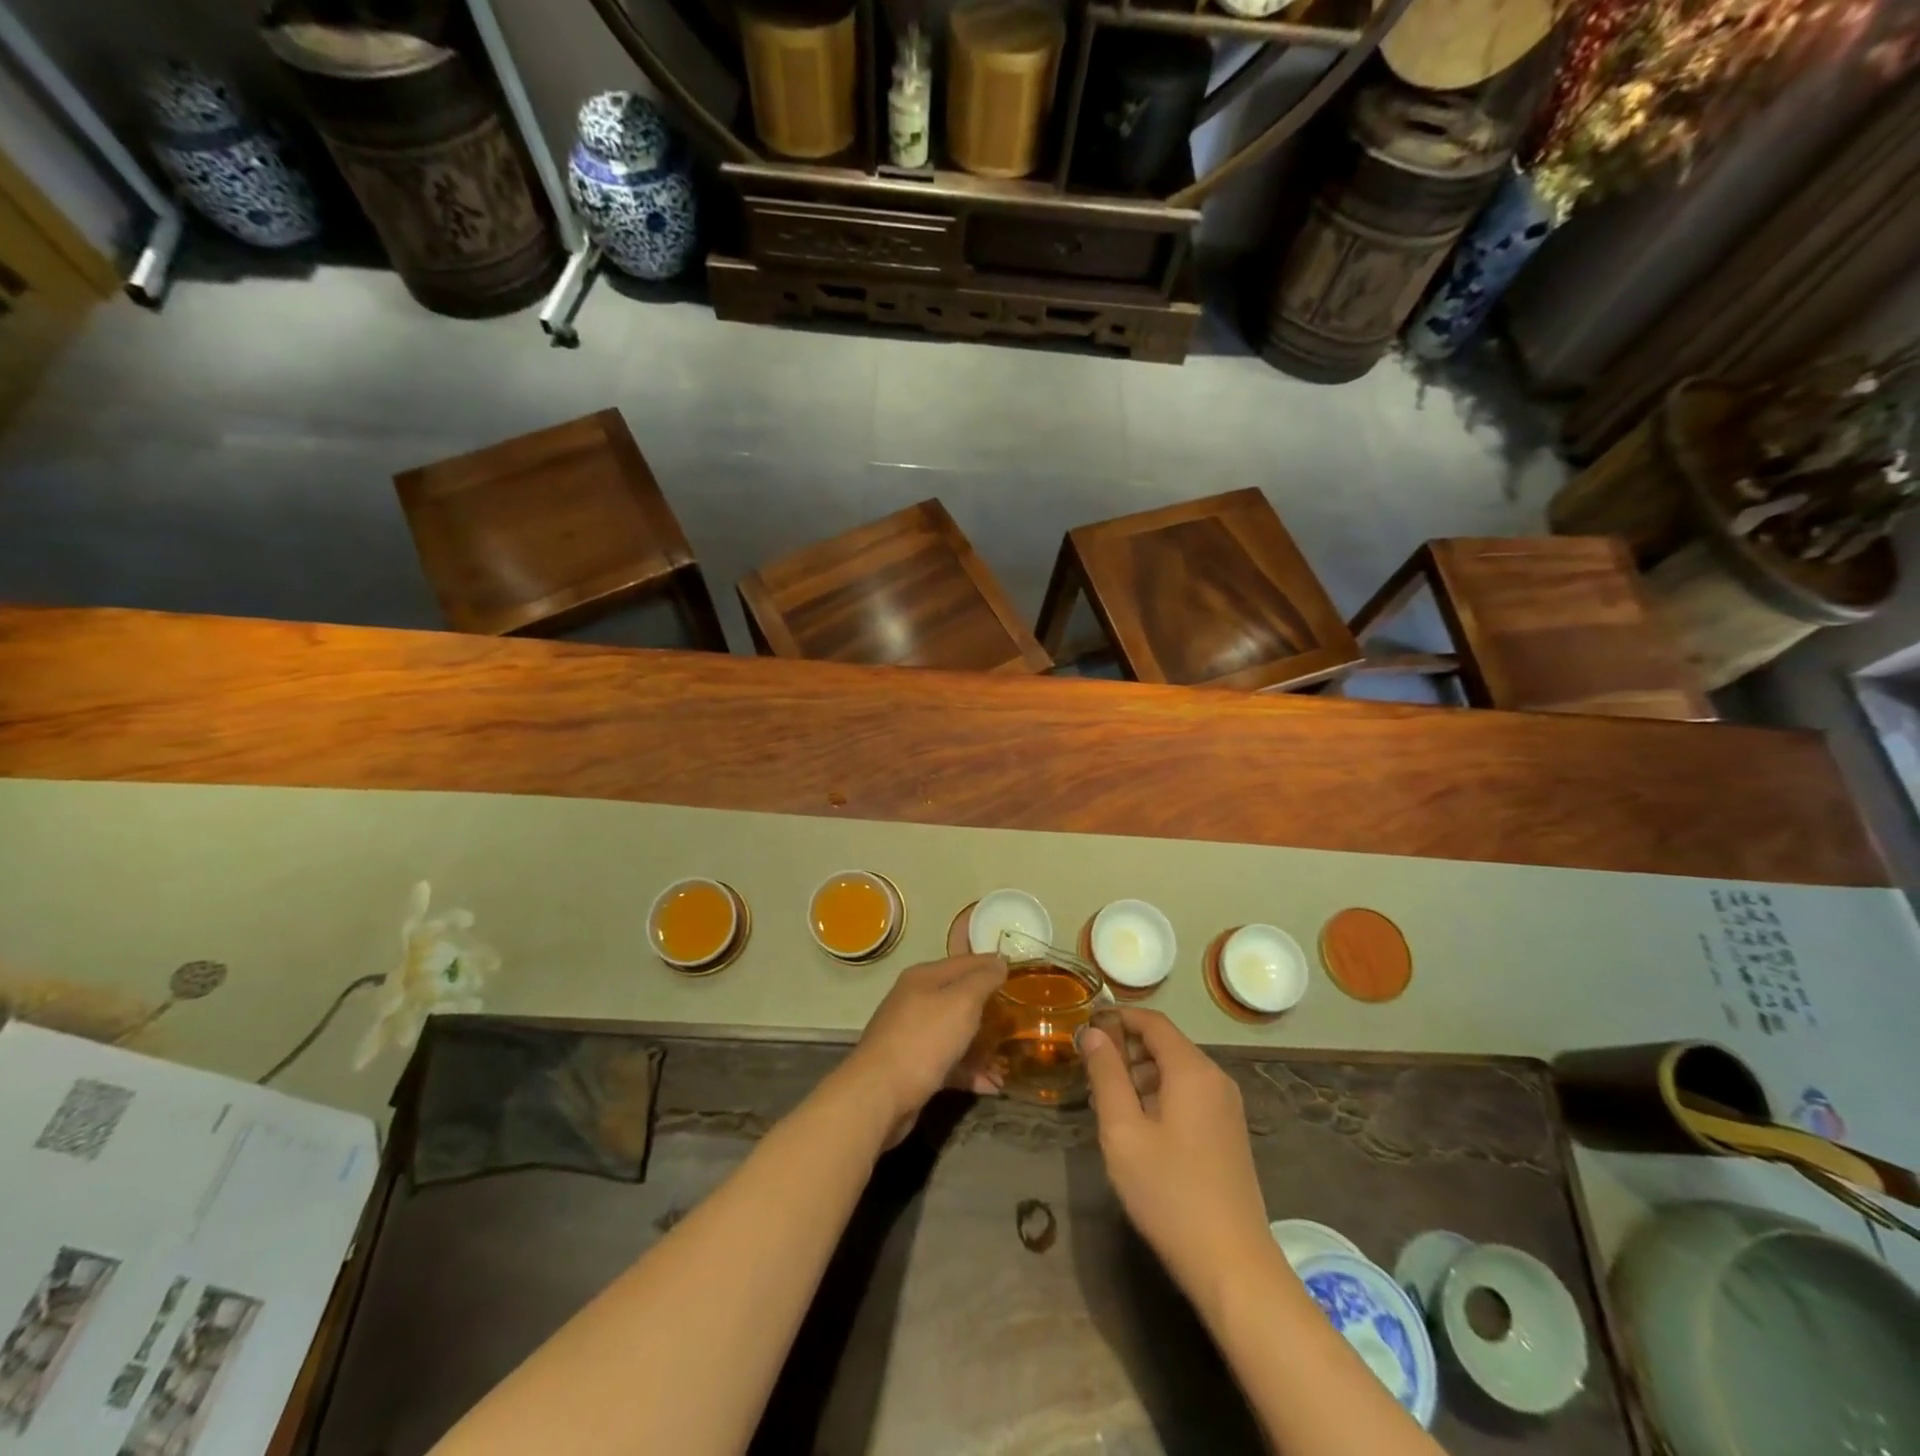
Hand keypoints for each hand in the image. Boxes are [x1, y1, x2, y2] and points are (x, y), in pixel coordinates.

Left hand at [839, 954, 1008, 1139]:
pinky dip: (970, 1071)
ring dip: (982, 1046)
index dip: (992, 965)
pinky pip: (949, 1063)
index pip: (965, 962)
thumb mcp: (961, 1002)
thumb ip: (983, 980)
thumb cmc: (924, 1039)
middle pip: (960, 998)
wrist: (879, 1094)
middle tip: (1019, 1020)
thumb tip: (999, 961)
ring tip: (1009, 1061)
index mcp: (925, 977)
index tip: (1021, 975)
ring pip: (955, 1033)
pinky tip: (993, 1086)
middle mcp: (916, 1001)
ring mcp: (913, 1035)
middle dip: (989, 1009)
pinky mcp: (913, 1067)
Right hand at [1081, 1009, 1273, 1315]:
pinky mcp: (1228, 1133)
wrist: (1233, 1266)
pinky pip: (1188, 1095)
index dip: (1117, 1017)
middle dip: (1125, 1049)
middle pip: (1165, 1044)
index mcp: (1192, 1070)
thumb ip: (1106, 1075)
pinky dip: (1159, 1096)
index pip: (1152, 1022)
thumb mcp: (1123, 1132)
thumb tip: (1093, 1032)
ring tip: (1105, 1101)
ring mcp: (1226, 1107)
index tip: (1084, 1027)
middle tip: (1089, 1071)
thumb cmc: (1170, 1194)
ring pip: (1175, 1071)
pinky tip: (1136, 1126)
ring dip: (1139, 1075)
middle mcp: (1215, 1079)